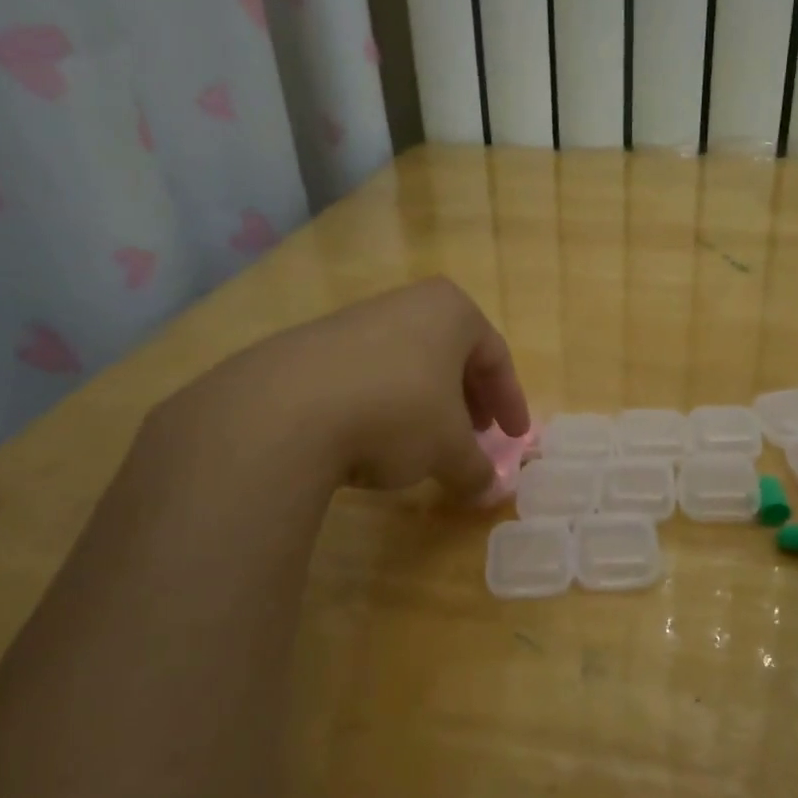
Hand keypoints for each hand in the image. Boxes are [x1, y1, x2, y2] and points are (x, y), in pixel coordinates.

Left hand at [155, 277, 529, 498]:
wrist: (284, 411)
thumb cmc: (396, 414)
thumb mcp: (449, 450)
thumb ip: (476, 470)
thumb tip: (489, 492)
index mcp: (450, 311)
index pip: (495, 355)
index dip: (510, 401)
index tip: (514, 436)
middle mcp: (404, 305)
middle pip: (451, 355)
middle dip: (468, 399)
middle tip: (474, 435)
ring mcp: (354, 321)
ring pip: (408, 364)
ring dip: (425, 404)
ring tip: (424, 443)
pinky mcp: (311, 347)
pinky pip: (366, 375)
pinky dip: (383, 405)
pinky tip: (372, 439)